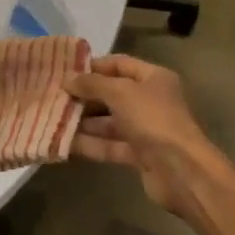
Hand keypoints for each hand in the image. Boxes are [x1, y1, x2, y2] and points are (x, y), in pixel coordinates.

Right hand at [65, 55, 222, 218]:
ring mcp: (145, 129)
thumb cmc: (153, 120)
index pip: (119, 64)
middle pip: (112, 93)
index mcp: (153, 78)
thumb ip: (92, 84)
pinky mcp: (139, 155)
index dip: (93, 66)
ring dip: (83, 121)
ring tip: (53, 119)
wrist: (182, 171)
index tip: (65, 71)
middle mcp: (150, 101)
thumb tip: (67, 79)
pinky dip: (90, 144)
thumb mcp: (120, 93)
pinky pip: (110, 145)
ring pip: (109, 122)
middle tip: (54, 96)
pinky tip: (64, 143)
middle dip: (85, 96)